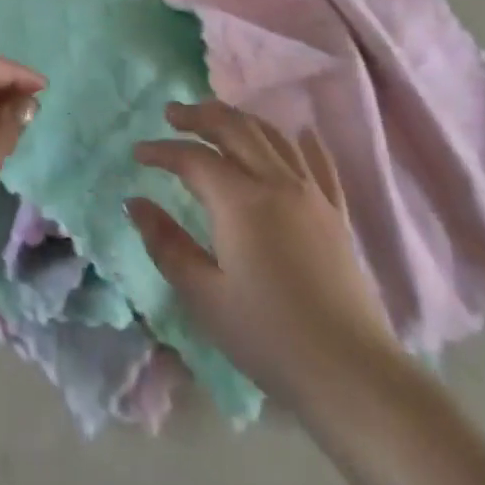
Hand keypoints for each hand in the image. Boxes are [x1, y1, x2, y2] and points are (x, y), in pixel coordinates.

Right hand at [128, 102, 392, 404]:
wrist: (349, 371)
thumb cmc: (267, 336)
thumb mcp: (205, 296)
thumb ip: (167, 244)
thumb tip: (135, 203)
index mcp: (240, 201)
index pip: (193, 158)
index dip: (162, 151)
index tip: (137, 153)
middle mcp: (276, 182)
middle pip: (235, 129)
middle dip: (200, 115)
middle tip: (172, 113)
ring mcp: (312, 194)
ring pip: (273, 137)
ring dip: (241, 120)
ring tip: (218, 119)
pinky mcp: (336, 213)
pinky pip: (319, 163)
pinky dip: (303, 142)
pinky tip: (300, 133)